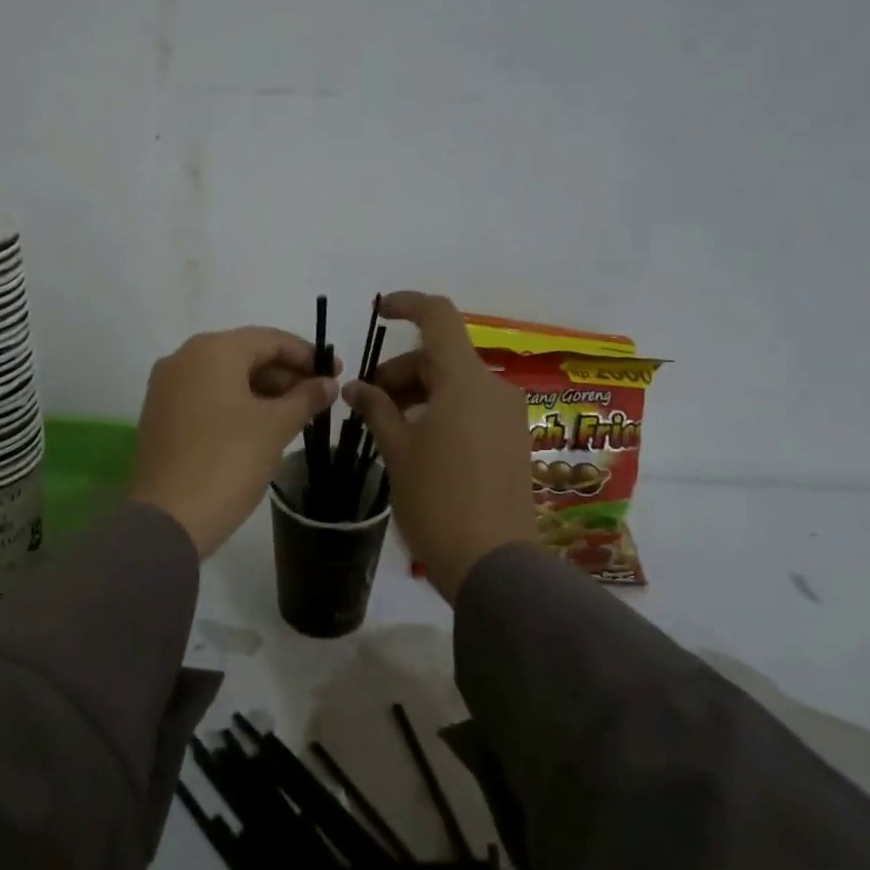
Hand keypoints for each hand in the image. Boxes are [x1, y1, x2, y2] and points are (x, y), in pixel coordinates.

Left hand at [129, 327, 338, 556]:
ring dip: (262, 391)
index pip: (270, 339)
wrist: (169, 517)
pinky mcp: (160, 414)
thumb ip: (306, 397)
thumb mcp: (276, 426)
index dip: (307, 355)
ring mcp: (167, 387)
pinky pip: (206, 396)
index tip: (335, 373)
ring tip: (295, 415)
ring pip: (225, 377)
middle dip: (285, 374)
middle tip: (318, 398)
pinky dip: (236, 404)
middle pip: (245, 355)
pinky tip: (260, 426)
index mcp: (213, 350)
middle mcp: (184, 358)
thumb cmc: (229, 461)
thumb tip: (327, 383)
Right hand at [343, 292, 535, 599]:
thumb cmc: (437, 501)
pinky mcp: (514, 441)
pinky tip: (419, 442)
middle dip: (401, 371)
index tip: (379, 313)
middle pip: (441, 356)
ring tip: (389, 427)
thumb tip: (356, 387)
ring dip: (420, 392)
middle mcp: (494, 388)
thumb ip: (376, 409)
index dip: (407, 305)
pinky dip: (442, 410)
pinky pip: (473, 407)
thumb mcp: (398, 452)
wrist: (495, 565)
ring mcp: (509, 416)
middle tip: (368, 403)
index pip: (439, 317)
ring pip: (457, 383)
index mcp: (465, 381)